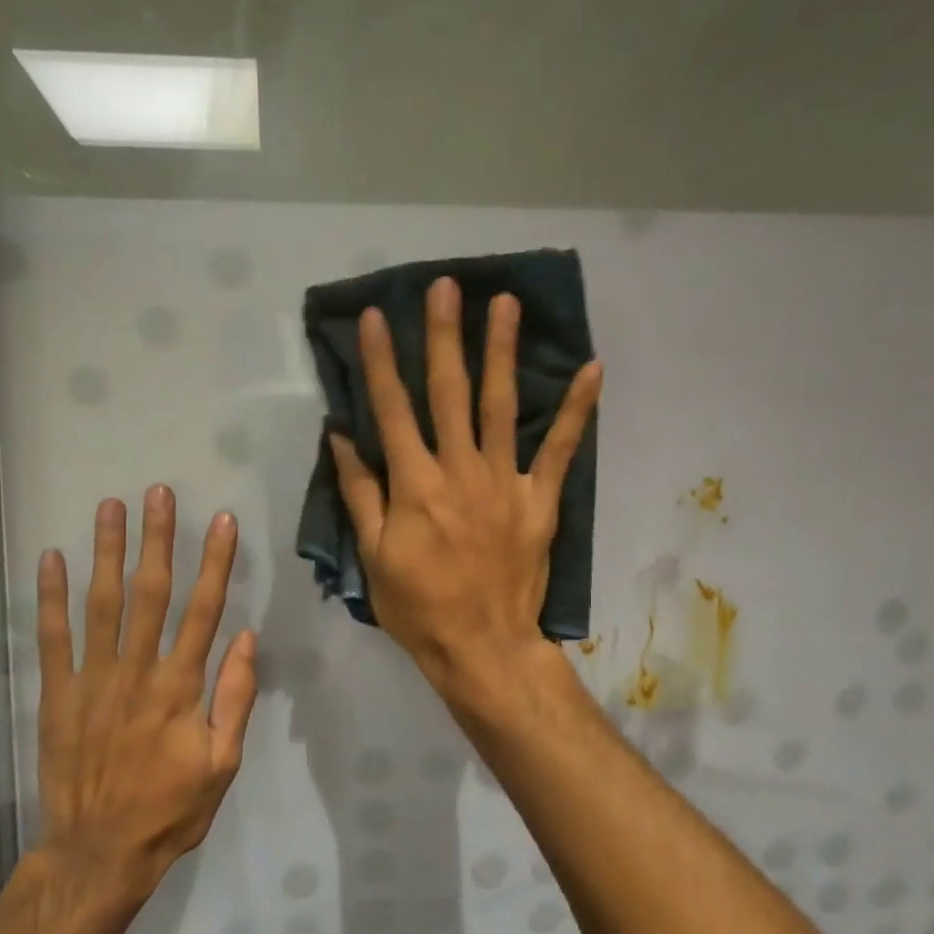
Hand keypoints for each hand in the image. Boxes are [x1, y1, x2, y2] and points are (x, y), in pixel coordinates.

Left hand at [33, 486, 257, 897]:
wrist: (99, 852)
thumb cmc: (171, 809)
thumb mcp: (222, 763)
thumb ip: (235, 698)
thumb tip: (245, 638)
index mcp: (180, 688)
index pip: (203, 611)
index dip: (215, 563)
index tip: (221, 522)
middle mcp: (137, 672)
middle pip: (150, 594)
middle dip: (157, 540)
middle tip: (158, 493)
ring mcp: (92, 680)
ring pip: (101, 604)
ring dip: (106, 552)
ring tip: (110, 507)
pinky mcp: (57, 695)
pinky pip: (52, 639)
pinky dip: (50, 598)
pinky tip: (52, 559)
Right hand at [330, 275, 601, 698]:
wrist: (483, 647)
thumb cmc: (419, 607)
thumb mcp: (373, 556)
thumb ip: (359, 493)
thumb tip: (342, 437)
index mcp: (415, 485)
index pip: (392, 410)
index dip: (383, 362)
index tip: (378, 318)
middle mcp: (459, 471)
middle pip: (448, 392)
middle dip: (444, 335)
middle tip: (445, 286)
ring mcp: (504, 482)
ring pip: (500, 406)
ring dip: (501, 351)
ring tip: (504, 302)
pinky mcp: (539, 500)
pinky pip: (559, 450)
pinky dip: (576, 410)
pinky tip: (592, 369)